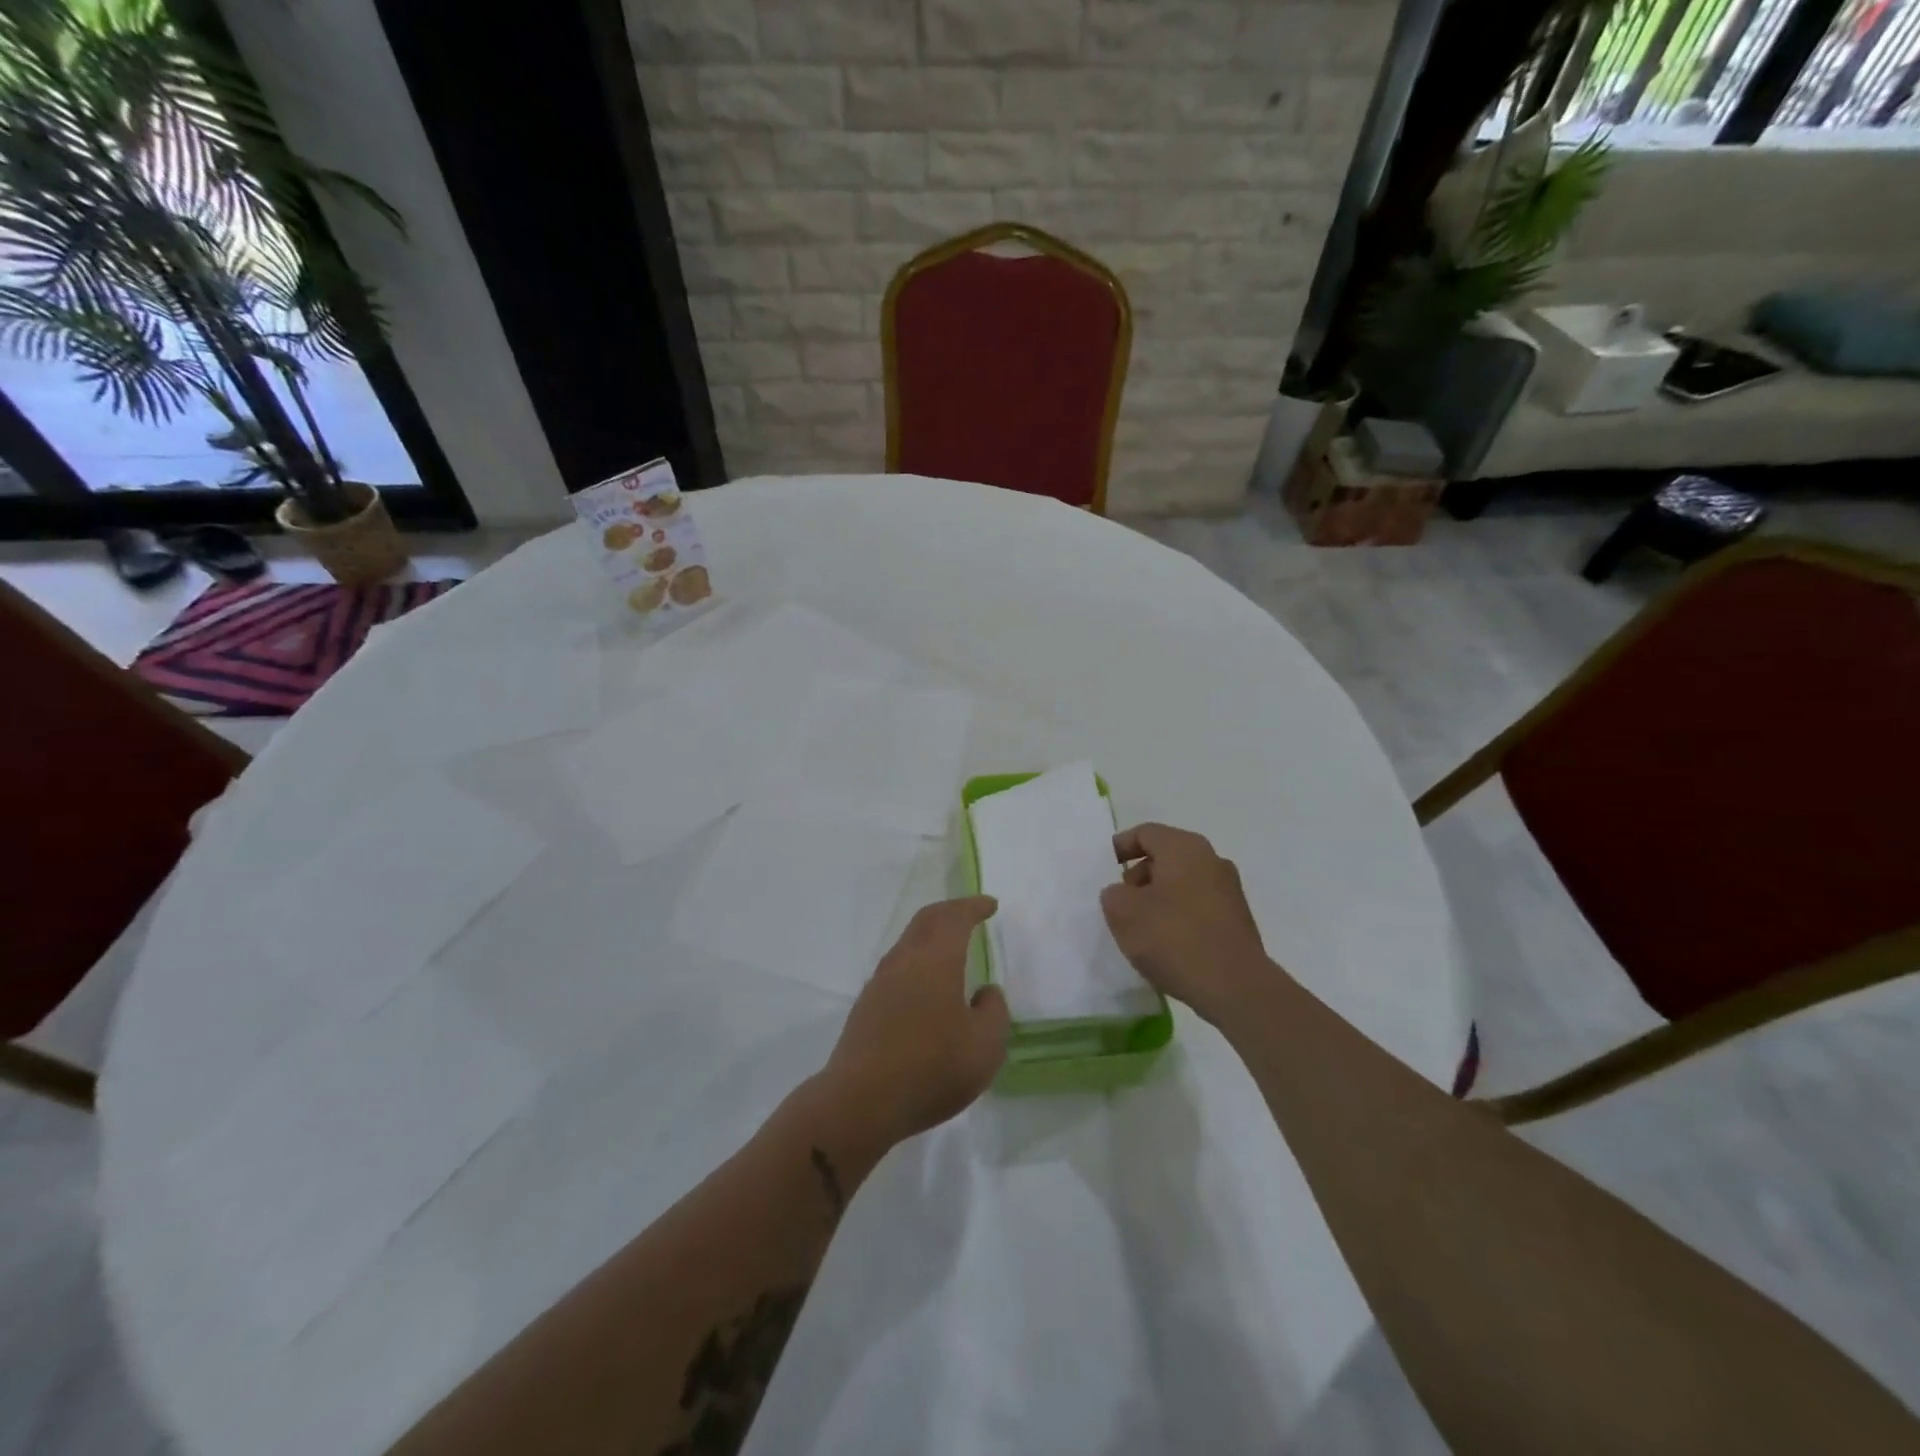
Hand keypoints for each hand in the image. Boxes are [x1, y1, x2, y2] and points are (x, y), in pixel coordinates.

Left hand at [819, 896, 1008, 1146]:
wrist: (860, 1101)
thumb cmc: (931, 1069)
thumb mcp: (984, 1048)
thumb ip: (993, 1013)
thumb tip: (986, 993)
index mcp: (936, 960)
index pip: (955, 918)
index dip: (973, 907)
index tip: (990, 905)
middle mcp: (905, 961)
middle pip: (926, 920)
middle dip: (950, 911)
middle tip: (969, 914)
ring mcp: (880, 982)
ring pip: (908, 942)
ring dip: (930, 935)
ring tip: (949, 946)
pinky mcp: (866, 1006)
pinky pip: (896, 967)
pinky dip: (916, 960)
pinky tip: (925, 985)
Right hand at [1100, 823, 1271, 1025]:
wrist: (1235, 987)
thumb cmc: (1173, 938)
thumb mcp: (1123, 913)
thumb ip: (1113, 894)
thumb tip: (1124, 894)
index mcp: (1183, 847)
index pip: (1145, 833)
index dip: (1121, 847)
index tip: (1105, 870)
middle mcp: (1211, 859)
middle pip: (1165, 856)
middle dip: (1139, 876)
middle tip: (1121, 902)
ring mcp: (1229, 890)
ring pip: (1182, 882)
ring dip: (1158, 898)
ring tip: (1141, 928)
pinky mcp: (1237, 919)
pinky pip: (1198, 905)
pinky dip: (1178, 915)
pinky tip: (1167, 943)